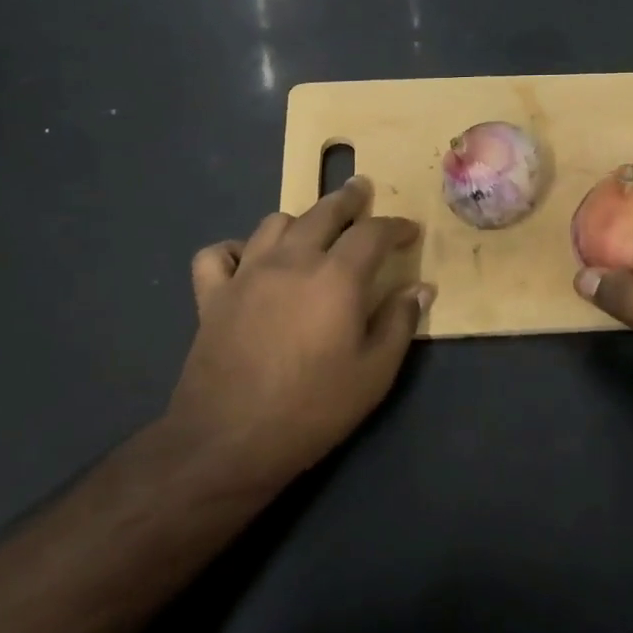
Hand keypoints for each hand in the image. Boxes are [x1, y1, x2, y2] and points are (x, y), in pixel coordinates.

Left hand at [164, 177, 432, 492]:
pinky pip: (217, 254)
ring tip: (312, 229)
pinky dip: (235, 250)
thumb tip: (420, 289)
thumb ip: (399, 323)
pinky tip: (247, 261)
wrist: (229, 441)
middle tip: (361, 191)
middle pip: (323, 212)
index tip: (409, 232)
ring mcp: (246, 274)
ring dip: (299, 220)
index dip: (395, 227)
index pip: (372, 233)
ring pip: (274, 223)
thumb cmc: (313, 409)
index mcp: (336, 277)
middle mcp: (291, 261)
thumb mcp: (374, 374)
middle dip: (348, 200)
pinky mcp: (212, 296)